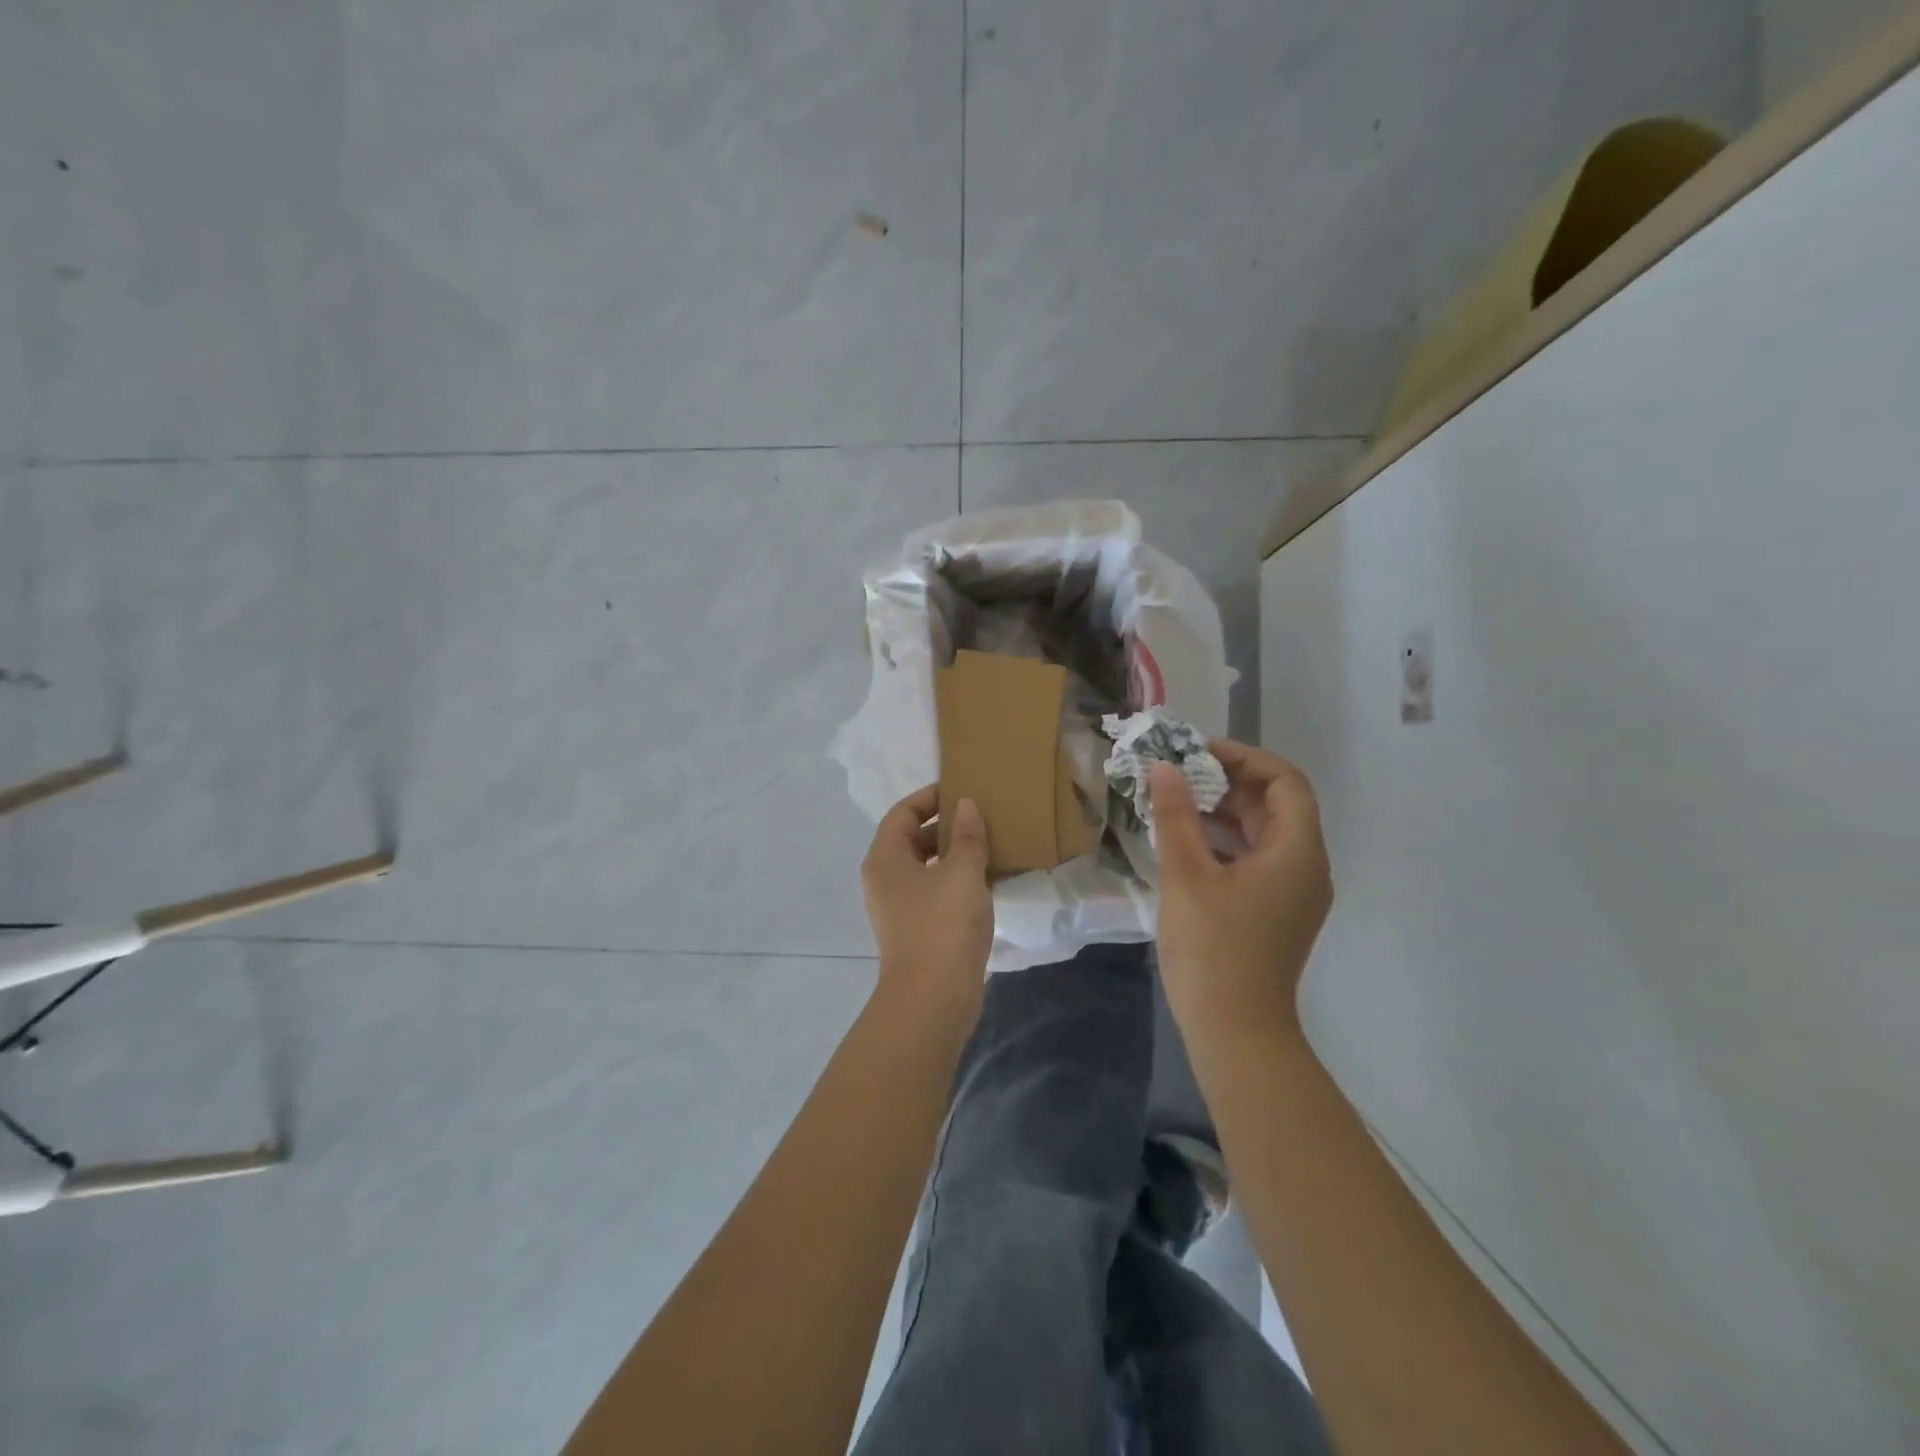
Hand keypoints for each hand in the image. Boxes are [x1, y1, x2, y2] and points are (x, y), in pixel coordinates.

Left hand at [861, 784, 993, 1021]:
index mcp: (885, 858)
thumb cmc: (943, 925)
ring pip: (930, 867)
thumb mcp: (962, 872)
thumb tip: (966, 806)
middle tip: (984, 815)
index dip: (930, 797)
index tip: (962, 788)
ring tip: (994, 842)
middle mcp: (886, 879)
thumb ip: (967, 835)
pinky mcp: (921, 930)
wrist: (933, 999)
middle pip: (914, 839)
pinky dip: (962, 881)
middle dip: (947, 826)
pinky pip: (940, 892)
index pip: (903, 813)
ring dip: (958, 854)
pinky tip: (993, 878)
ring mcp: (902, 907)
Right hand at [1150, 740, 1332, 1039]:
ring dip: (1224, 811)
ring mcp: (1293, 893)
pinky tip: (1186, 843)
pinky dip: (1225, 842)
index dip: (1244, 758)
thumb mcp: (1186, 875)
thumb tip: (1164, 767)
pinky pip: (1256, 860)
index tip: (1198, 752)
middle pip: (1276, 805)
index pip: (1285, 781)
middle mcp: (1306, 867)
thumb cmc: (1213, 948)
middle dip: (1228, 782)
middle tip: (1180, 773)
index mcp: (1297, 851)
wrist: (1235, 1031)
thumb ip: (1175, 816)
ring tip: (1177, 801)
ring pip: (1264, 833)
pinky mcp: (1276, 912)